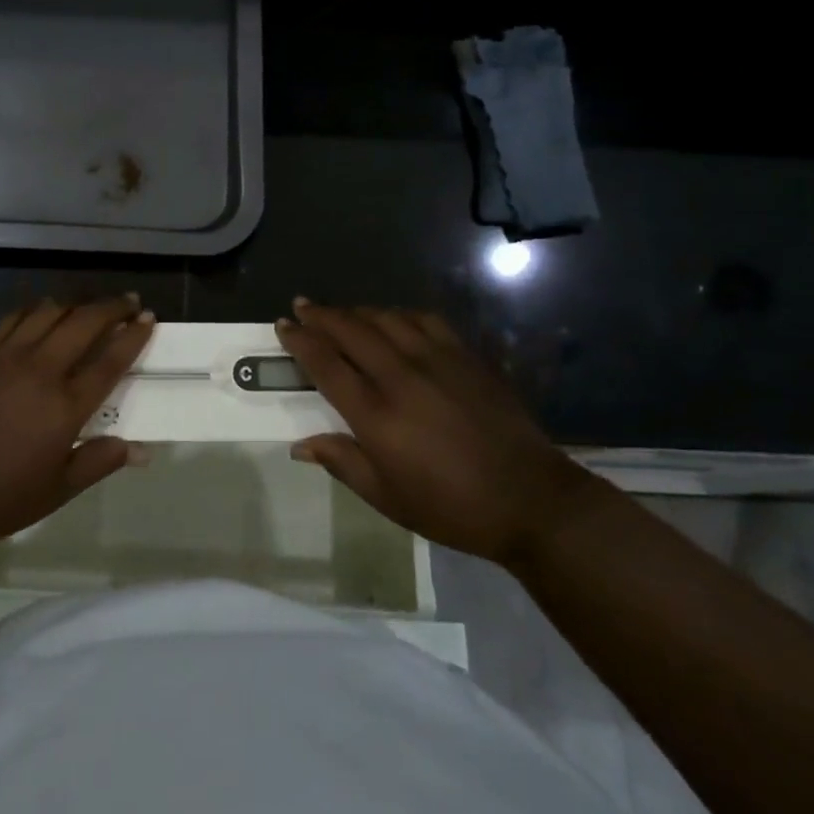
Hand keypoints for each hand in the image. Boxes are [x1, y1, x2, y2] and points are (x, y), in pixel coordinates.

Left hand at [0, 296, 154, 558]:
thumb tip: (140, 450)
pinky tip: (42, 312)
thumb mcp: (55, 491)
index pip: (111, 360)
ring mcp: (7, 357)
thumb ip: (98, 463)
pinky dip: (36, 309)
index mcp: (65, 407)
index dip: (133, 336)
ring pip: (49, 312)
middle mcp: (41, 371)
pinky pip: (14, 318)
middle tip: (129, 302)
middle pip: (85, 323)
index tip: (148, 318)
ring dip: (76, 303)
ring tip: (89, 305)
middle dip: (112, 307)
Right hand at [276, 299, 589, 565]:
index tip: (283, 325)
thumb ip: (343, 463)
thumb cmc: (452, 507)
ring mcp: (436, 360)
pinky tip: (394, 319)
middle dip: (321, 315)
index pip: (325, 364)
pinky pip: (424, 320)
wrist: (530, 500)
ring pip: (385, 318)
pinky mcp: (465, 356)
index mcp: (376, 415)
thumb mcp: (388, 498)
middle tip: (302, 305)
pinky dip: (399, 314)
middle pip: (350, 330)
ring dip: (356, 311)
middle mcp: (400, 376)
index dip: (300, 340)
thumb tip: (300, 445)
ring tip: (341, 312)